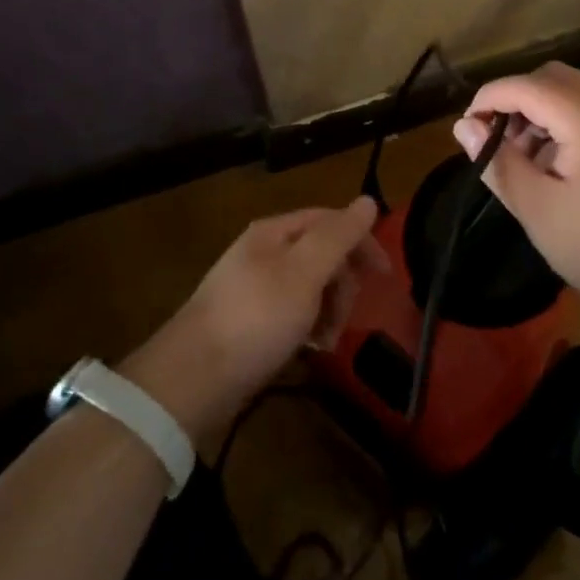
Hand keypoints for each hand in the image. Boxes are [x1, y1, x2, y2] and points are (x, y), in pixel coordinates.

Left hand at [124, 198, 385, 442]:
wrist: (194, 378)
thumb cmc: (255, 318)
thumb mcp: (304, 273)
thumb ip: (338, 237)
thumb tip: (368, 200)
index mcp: (275, 233)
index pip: (330, 221)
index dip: (361, 241)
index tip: (385, 275)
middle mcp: (264, 253)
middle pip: (321, 255)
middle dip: (343, 284)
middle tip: (345, 317)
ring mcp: (255, 289)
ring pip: (310, 287)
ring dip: (329, 310)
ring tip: (327, 341)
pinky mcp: (250, 322)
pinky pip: (293, 313)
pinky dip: (309, 327)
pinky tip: (310, 349)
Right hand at [453, 62, 579, 322]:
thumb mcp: (538, 210)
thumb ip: (498, 162)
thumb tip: (464, 126)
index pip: (527, 86)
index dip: (489, 98)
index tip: (466, 128)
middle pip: (552, 77)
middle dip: (516, 100)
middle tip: (497, 142)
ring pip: (573, 91)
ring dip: (540, 111)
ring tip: (524, 159)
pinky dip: (564, 122)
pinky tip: (556, 166)